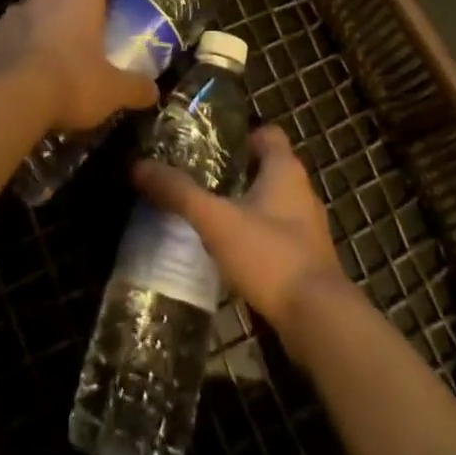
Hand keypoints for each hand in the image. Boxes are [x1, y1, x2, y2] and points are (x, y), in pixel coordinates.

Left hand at [0, 0, 158, 132]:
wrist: (13, 99)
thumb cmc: (73, 83)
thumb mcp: (113, 91)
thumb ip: (135, 87)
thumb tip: (154, 91)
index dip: (100, 1)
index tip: (103, 23)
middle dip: (66, 15)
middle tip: (76, 47)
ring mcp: (14, 12)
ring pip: (31, 15)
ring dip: (38, 31)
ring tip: (45, 65)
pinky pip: (7, 37)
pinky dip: (13, 49)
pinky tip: (18, 76)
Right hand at [134, 124, 346, 340]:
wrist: (318, 320)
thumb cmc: (269, 254)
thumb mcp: (216, 220)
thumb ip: (178, 192)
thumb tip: (138, 166)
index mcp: (285, 169)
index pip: (267, 134)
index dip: (242, 136)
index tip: (212, 147)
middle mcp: (302, 191)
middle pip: (269, 169)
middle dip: (238, 173)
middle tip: (201, 181)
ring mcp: (309, 229)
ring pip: (274, 204)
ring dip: (248, 207)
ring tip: (211, 218)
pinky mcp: (309, 262)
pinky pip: (279, 237)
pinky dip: (258, 239)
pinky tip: (232, 255)